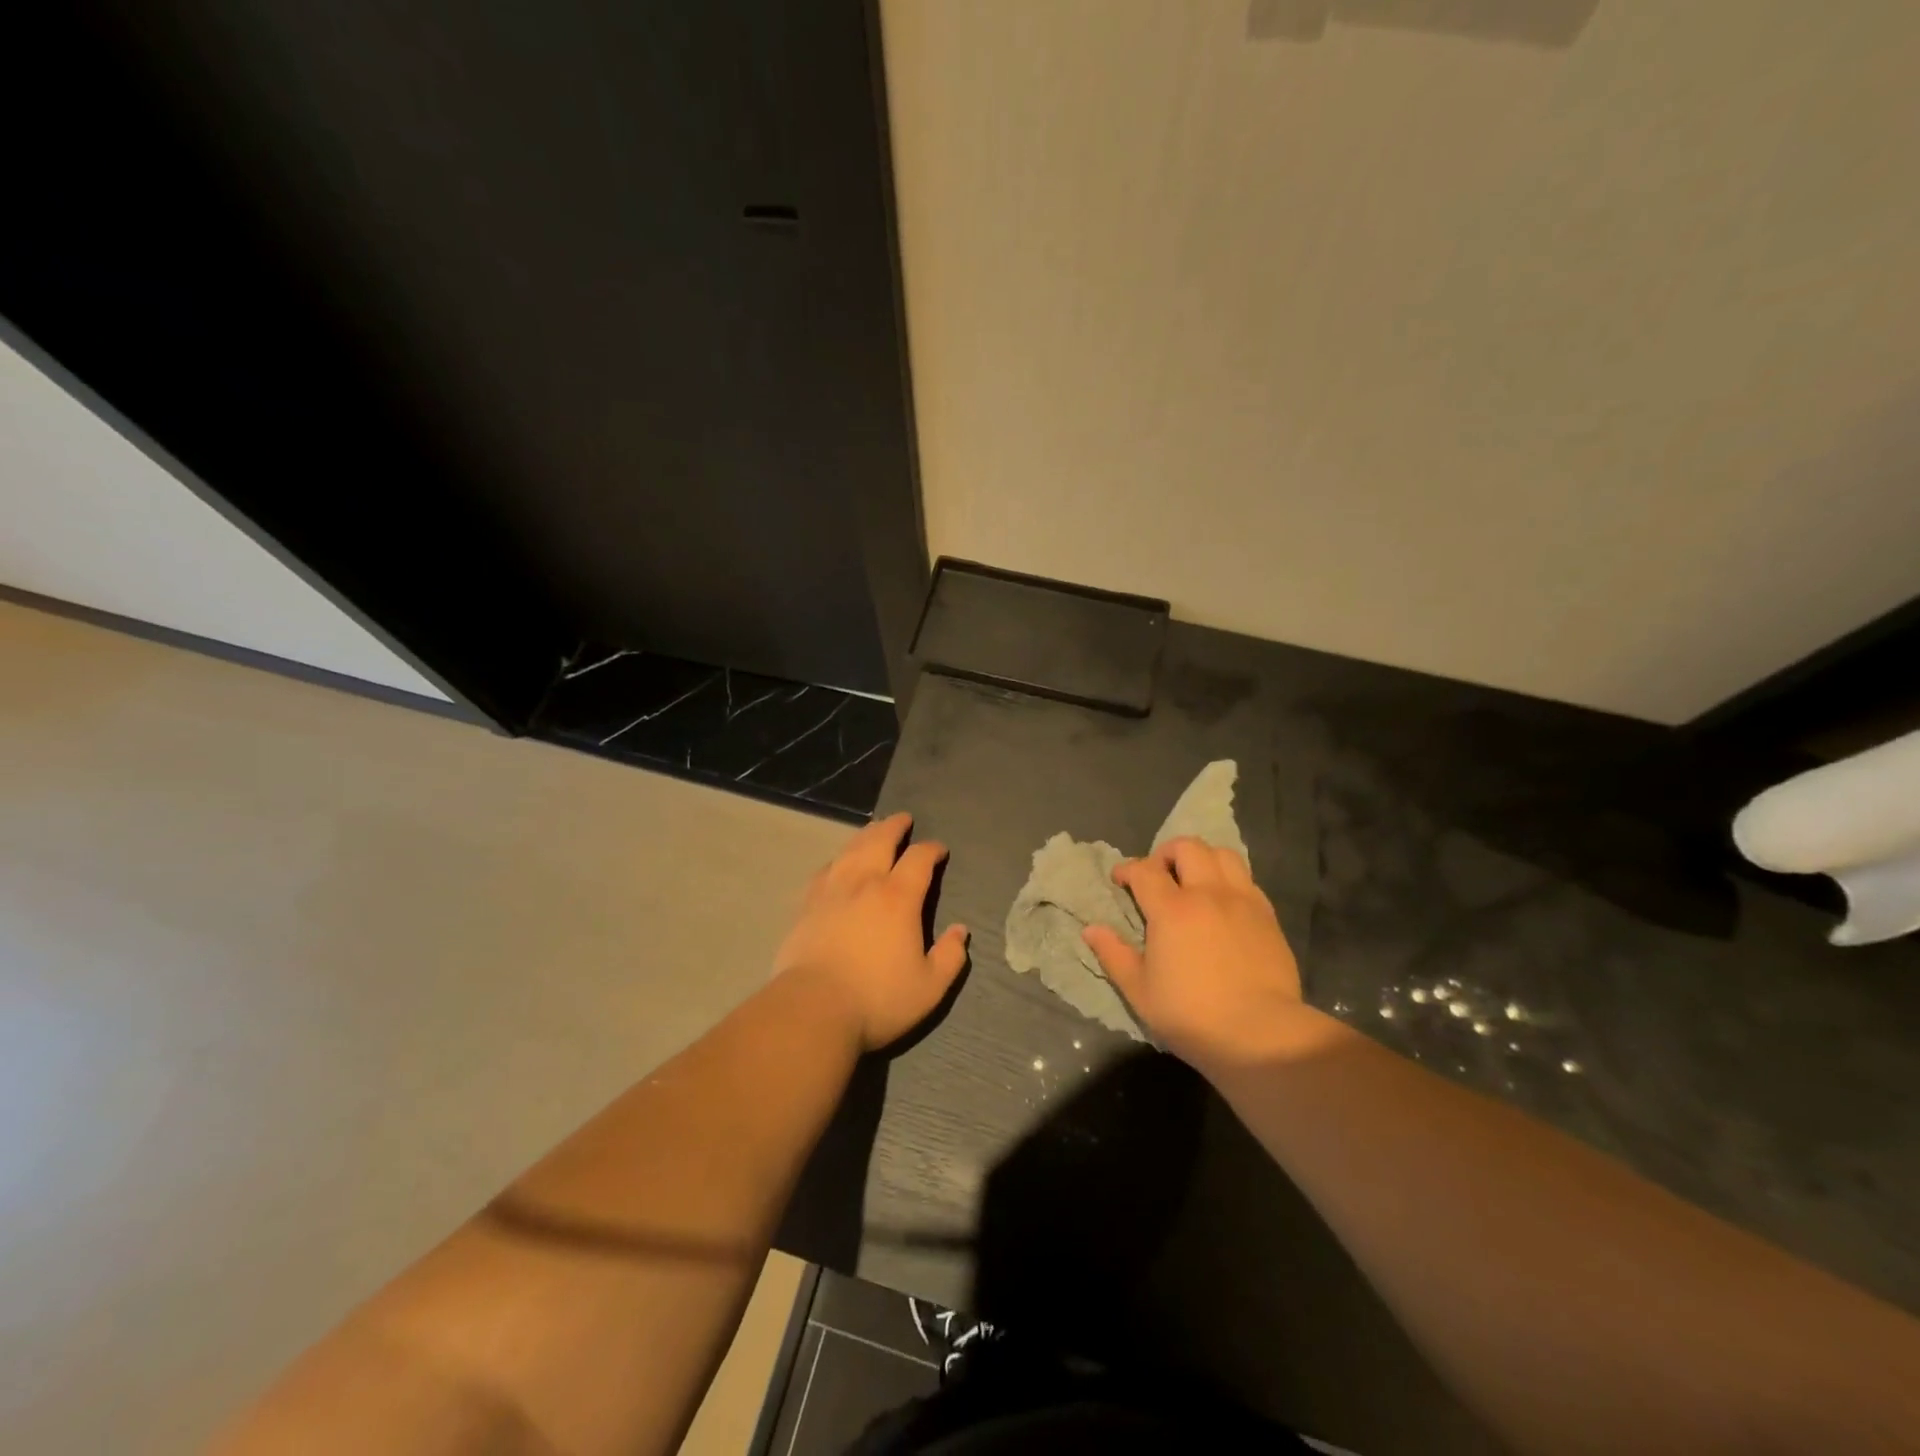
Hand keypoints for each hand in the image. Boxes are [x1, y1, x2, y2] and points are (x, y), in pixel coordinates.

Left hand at [774, 812, 969, 1051]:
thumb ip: (950, 956)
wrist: (812, 1010)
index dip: (932, 849)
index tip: (939, 850)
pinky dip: (837, 860)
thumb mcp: (929, 987)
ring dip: (866, 835)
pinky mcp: (806, 906)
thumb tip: (961, 931)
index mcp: (898, 897)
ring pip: (850, 849)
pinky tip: (837, 863)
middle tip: (903, 819)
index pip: (919, 859)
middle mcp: (865, 883)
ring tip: (873, 830)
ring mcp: (831, 891)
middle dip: (895, 826)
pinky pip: (824, 871)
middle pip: (880, 840)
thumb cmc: (877, 999)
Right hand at [1082, 837, 1302, 1069]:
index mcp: (1172, 910)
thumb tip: (1091, 930)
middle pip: (1188, 848)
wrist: (1261, 1035)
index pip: (1145, 870)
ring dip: (1202, 859)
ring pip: (1223, 854)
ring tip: (1193, 880)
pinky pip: (1247, 880)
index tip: (1120, 880)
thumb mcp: (1140, 991)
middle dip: (1166, 853)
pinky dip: (1228, 880)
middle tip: (1158, 875)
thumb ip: (1113, 955)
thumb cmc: (1191, 1015)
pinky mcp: (1268, 916)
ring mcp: (1242, 902)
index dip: (1128, 869)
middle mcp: (1208, 894)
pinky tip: (1222, 904)